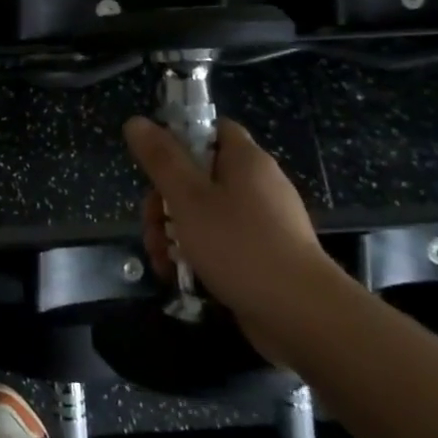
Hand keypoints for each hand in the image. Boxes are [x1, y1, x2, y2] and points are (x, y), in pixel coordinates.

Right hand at [123, 115, 344, 365]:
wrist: (302, 316)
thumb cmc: (239, 245)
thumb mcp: (188, 198)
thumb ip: (160, 159)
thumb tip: (136, 122)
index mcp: (245, 160)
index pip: (211, 130)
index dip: (179, 140)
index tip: (155, 166)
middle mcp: (257, 185)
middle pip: (199, 176)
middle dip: (164, 202)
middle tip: (150, 226)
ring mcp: (262, 223)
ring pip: (205, 214)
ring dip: (173, 233)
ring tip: (160, 260)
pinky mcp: (262, 257)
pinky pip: (221, 243)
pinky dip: (196, 254)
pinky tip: (178, 276)